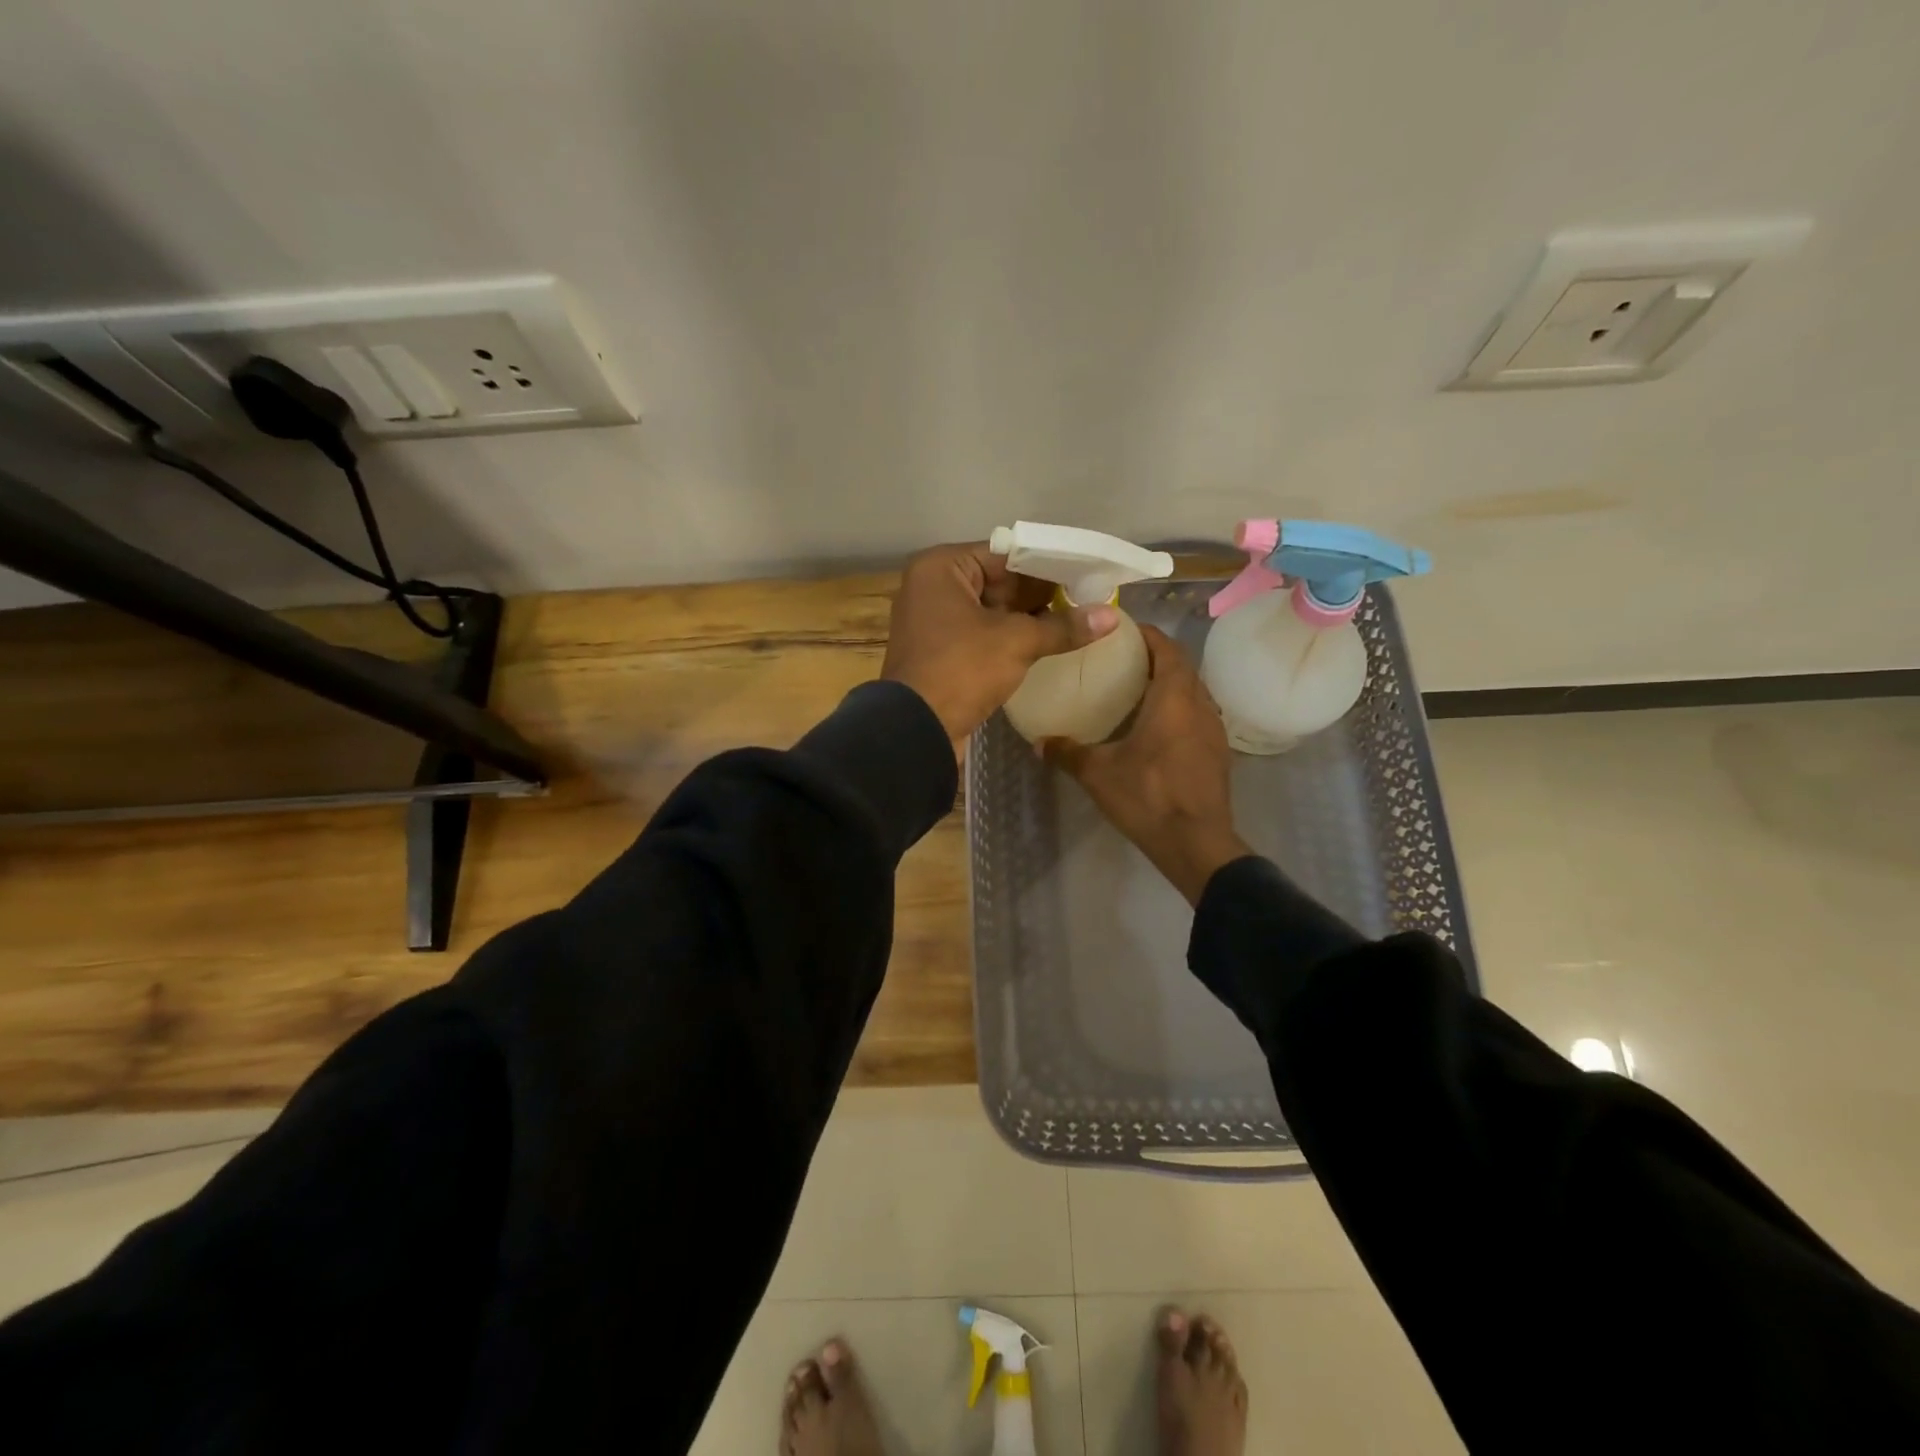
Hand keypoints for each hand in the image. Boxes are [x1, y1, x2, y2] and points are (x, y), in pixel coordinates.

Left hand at [881, 542, 1117, 757]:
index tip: (1085, 574)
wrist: (915, 730)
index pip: (1005, 555)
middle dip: (1040, 594)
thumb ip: (1063, 626)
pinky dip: (1009, 639)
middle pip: (998, 582)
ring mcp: (933, 622)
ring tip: (1075, 620)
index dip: (1047, 565)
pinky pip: (981, 635)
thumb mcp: (1017, 642)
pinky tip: (1046, 644)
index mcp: (941, 568)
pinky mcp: (940, 652)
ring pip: (991, 611)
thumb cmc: (961, 669)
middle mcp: (932, 587)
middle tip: (1087, 598)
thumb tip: (1111, 618)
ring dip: (1027, 619)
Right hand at [1042, 626, 1251, 905]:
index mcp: (1175, 698)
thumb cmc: (1148, 796)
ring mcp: (1214, 730)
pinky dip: (1178, 710)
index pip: (1167, 648)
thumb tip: (1038, 742)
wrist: (1197, 843)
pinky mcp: (1218, 753)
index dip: (1148, 635)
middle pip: (1182, 668)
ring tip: (1137, 690)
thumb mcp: (1098, 773)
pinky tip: (1156, 729)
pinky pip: (1198, 716)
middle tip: (1123, 659)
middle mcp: (1201, 705)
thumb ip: (1067, 752)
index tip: (1123, 630)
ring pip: (1193, 692)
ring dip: (1170, 684)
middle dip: (1156, 657)